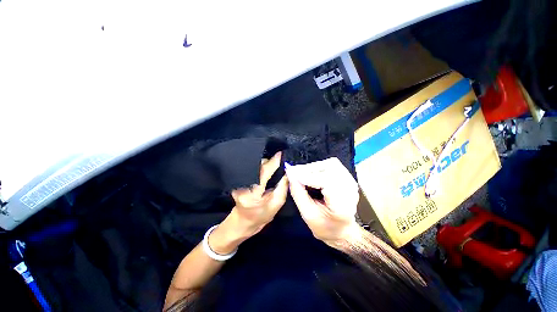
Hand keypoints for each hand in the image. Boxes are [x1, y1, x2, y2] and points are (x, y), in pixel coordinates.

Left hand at [209, 152, 287, 253]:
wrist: (243, 221)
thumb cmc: (261, 216)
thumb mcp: (276, 204)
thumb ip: (283, 186)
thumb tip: (289, 171)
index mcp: (253, 193)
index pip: (264, 171)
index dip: (274, 161)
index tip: (282, 153)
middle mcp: (243, 184)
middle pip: (259, 165)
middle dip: (270, 163)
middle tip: (280, 164)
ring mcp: (238, 180)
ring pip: (255, 165)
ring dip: (265, 165)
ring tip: (273, 168)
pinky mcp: (238, 178)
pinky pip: (252, 168)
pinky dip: (261, 168)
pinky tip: (266, 171)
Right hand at [285, 157, 359, 246]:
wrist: (341, 230)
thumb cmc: (324, 226)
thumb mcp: (307, 214)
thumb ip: (297, 193)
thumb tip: (289, 173)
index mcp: (342, 204)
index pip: (326, 181)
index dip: (308, 176)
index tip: (292, 174)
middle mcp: (350, 189)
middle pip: (330, 168)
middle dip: (309, 169)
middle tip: (294, 173)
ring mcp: (351, 181)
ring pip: (330, 163)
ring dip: (314, 167)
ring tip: (302, 174)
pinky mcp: (347, 177)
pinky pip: (332, 165)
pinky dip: (319, 167)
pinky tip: (311, 174)